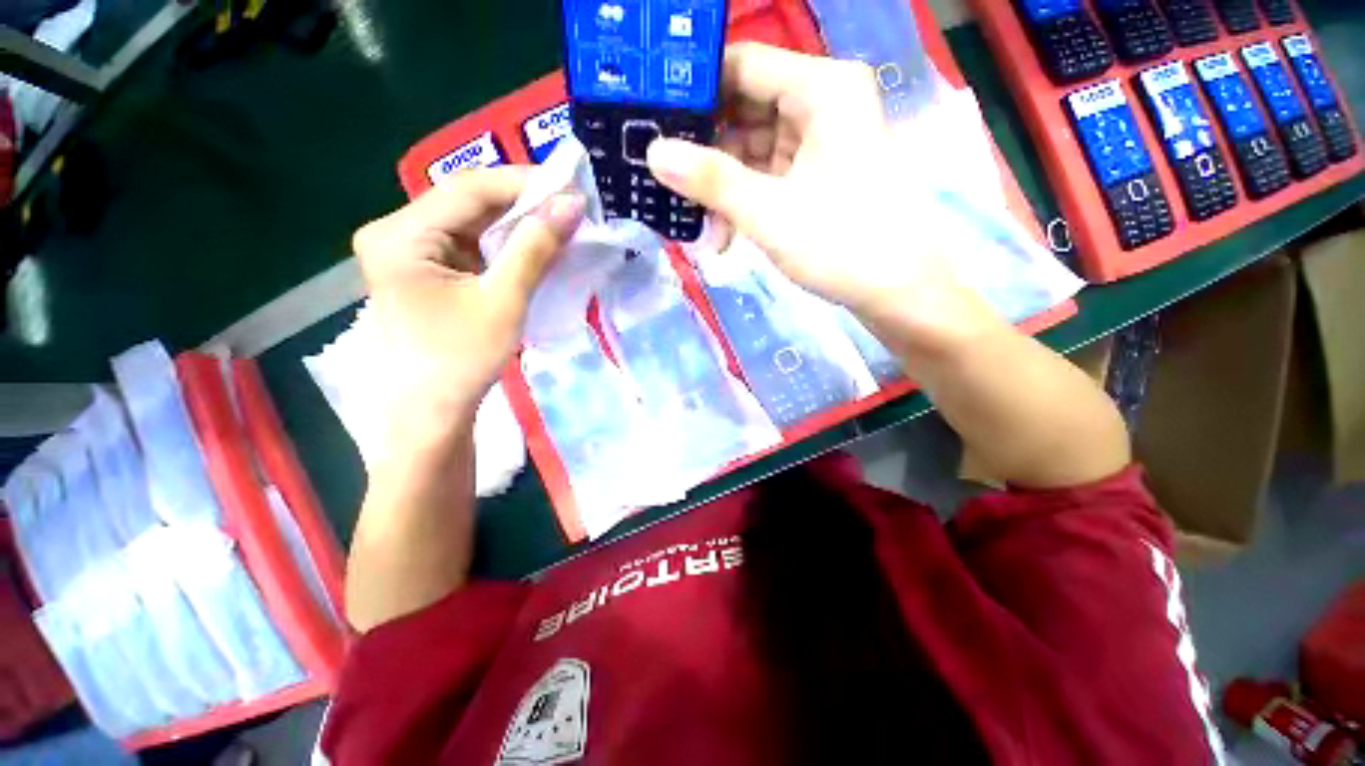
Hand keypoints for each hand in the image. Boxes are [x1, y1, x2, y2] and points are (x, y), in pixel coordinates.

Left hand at [353, 167, 584, 428]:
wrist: (433, 413)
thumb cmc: (462, 360)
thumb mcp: (504, 300)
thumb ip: (536, 248)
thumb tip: (572, 204)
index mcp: (400, 235)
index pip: (468, 189)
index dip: (522, 184)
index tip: (570, 188)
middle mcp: (397, 233)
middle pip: (468, 204)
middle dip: (523, 207)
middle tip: (571, 210)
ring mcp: (410, 252)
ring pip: (473, 225)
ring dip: (518, 227)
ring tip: (561, 227)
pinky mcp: (427, 271)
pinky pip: (472, 247)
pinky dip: (506, 248)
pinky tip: (535, 250)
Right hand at [647, 43, 995, 356]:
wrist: (898, 294)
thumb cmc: (841, 245)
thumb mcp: (768, 212)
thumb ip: (710, 180)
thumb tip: (654, 152)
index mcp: (822, 89)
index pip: (742, 66)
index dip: (695, 92)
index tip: (654, 123)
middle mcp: (824, 104)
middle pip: (745, 109)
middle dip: (706, 152)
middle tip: (665, 180)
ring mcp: (822, 142)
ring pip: (753, 149)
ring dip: (722, 188)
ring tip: (694, 222)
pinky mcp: (818, 176)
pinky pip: (768, 176)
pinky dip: (744, 202)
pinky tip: (723, 235)